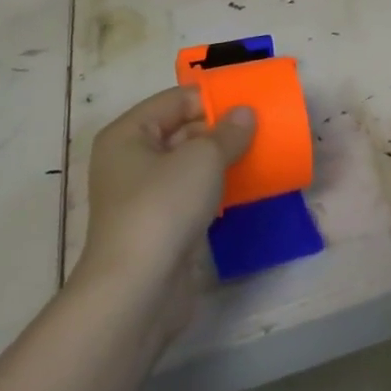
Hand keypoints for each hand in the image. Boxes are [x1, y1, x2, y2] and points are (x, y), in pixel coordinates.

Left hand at [77, 87, 253, 293]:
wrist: (137, 291)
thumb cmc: (163, 207)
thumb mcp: (203, 159)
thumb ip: (228, 132)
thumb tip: (245, 113)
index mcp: (129, 134)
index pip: (176, 100)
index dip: (213, 99)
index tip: (251, 103)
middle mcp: (130, 160)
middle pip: (181, 130)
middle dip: (220, 129)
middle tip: (262, 129)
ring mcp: (143, 196)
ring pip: (189, 165)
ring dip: (222, 160)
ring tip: (260, 154)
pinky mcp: (159, 226)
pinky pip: (192, 194)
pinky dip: (216, 189)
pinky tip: (246, 188)